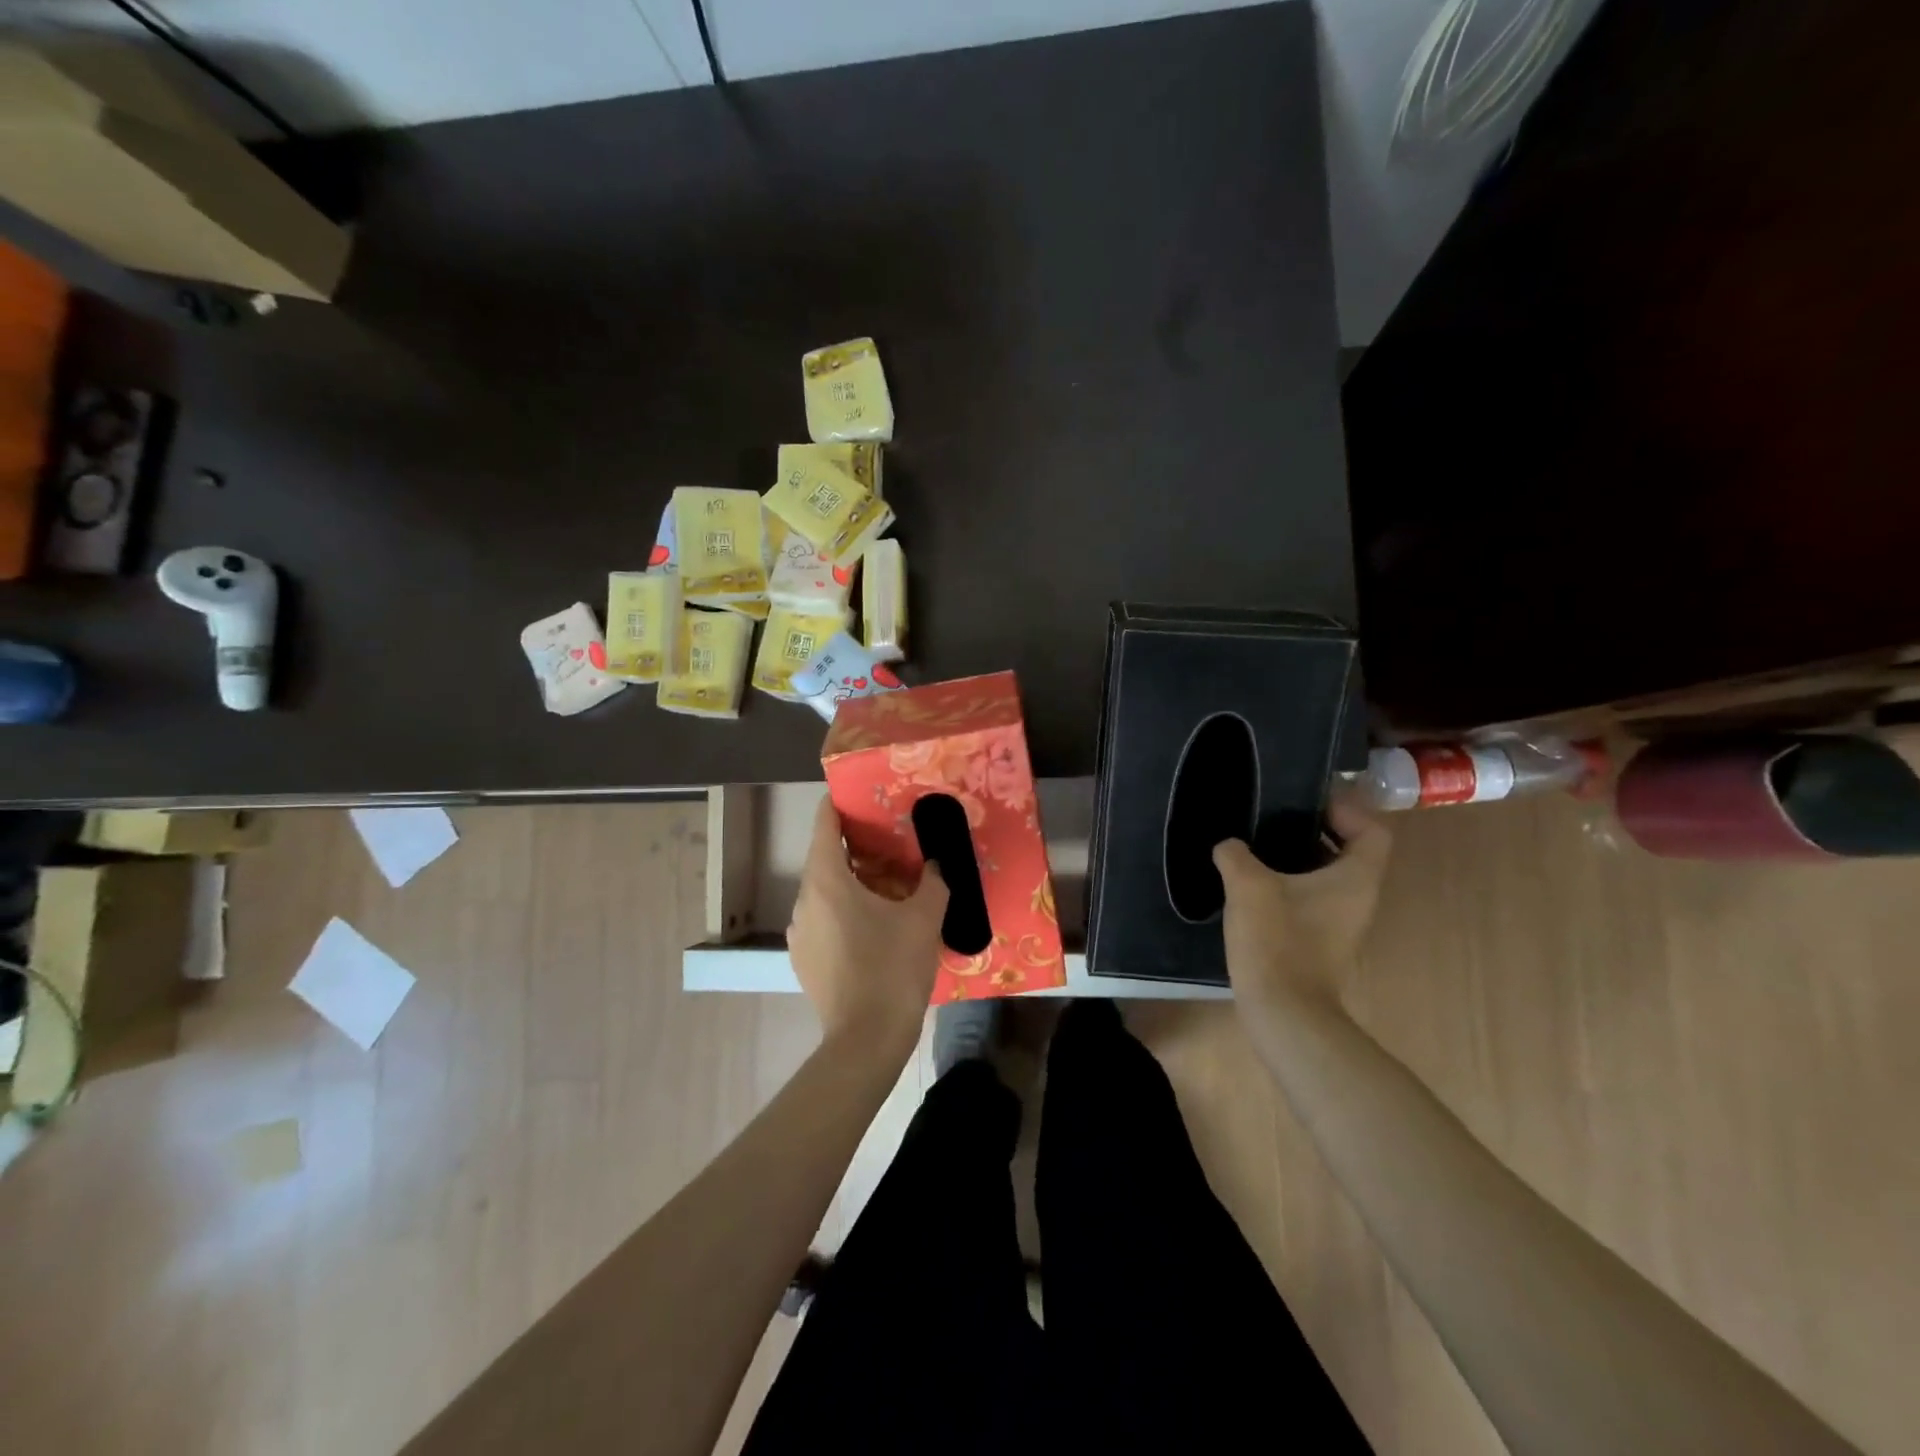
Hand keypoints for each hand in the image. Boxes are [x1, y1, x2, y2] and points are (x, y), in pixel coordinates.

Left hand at [788, 795, 948, 1061]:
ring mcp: (799, 933)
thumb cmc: (893, 968)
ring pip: (824, 891)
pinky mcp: (803, 959)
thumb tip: (935, 864)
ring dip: (852, 882)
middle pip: (825, 858)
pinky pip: (823, 919)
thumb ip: (933, 881)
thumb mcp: (924, 918)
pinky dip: (844, 911)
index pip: (824, 824)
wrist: (866, 1040)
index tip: (862, 795)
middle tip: (893, 844)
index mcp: (827, 880)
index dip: (840, 804)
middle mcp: (804, 900)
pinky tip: (874, 927)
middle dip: (857, 847)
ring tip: (889, 887)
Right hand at [1212, 792, 1392, 1011]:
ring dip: (1296, 857)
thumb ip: (1235, 855)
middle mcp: (1357, 897)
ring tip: (1256, 844)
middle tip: (1274, 815)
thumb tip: (1228, 845)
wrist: (1284, 1011)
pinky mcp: (1319, 940)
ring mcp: (1340, 922)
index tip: (1307, 801)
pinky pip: (1310, 898)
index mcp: (1354, 878)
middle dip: (1314, 829)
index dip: (1346, 809)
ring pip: (1326, 875)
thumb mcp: (1248, 886)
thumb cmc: (1277, 941)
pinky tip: (1250, 883)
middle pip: (1348, 850)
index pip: (1372, 830)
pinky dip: (1287, 883)